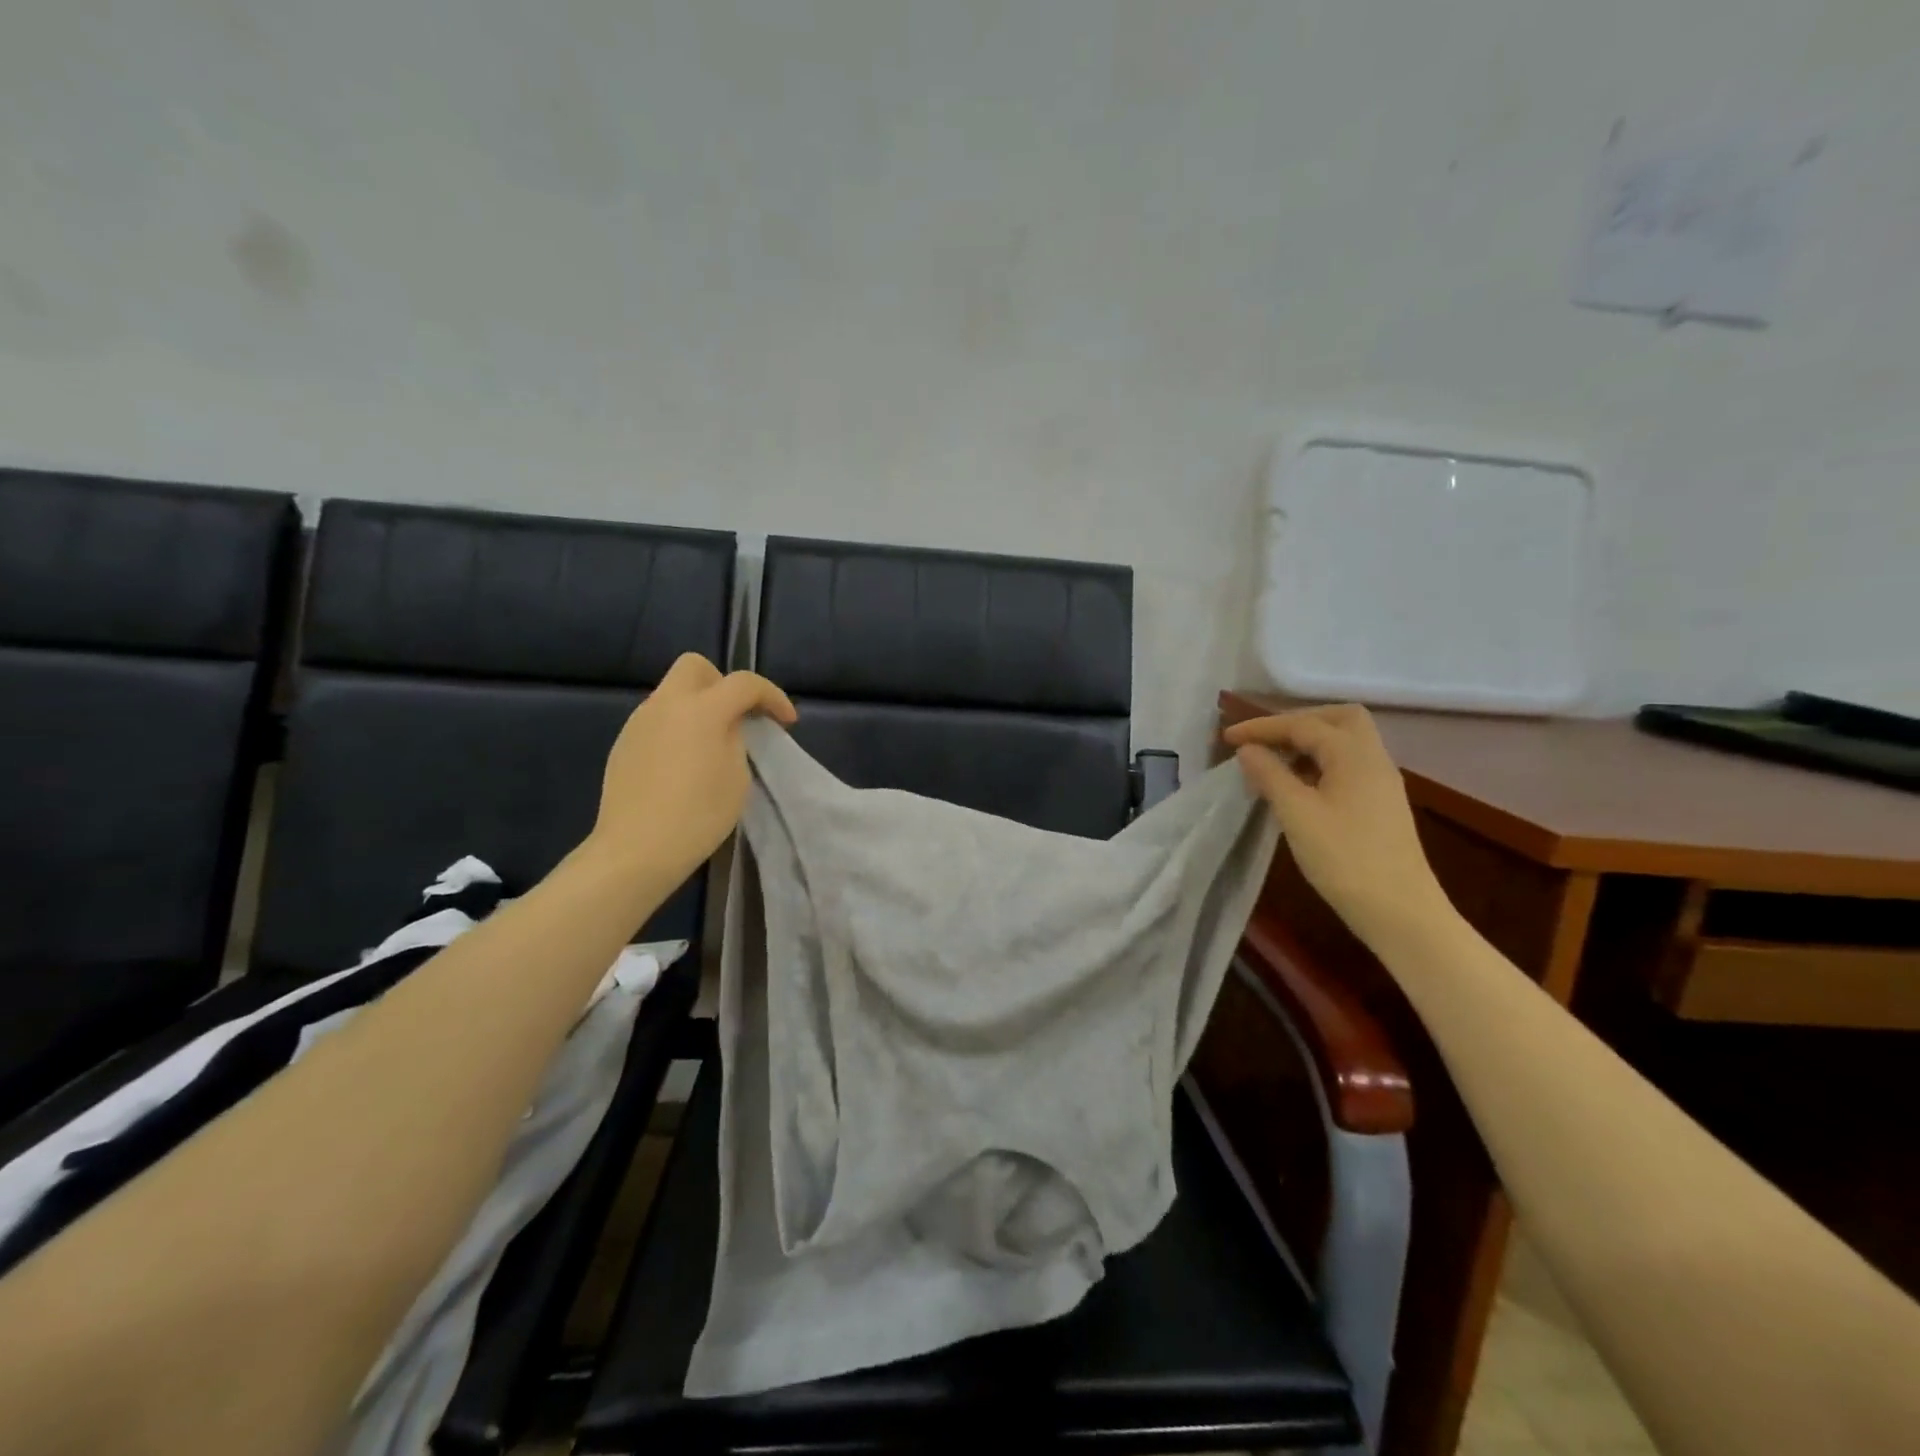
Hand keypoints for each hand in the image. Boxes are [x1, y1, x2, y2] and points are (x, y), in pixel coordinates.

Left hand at [587, 653, 796, 886]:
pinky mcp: (624, 743)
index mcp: (701, 709)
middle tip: (739, 716)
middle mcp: (665, 704)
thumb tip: (728, 726)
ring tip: (713, 743)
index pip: (744, 683)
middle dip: (723, 683)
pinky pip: (657, 719)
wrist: (636, 850)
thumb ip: (737, 738)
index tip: (787, 722)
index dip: (773, 696)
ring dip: (698, 705)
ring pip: (673, 693)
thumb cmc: (698, 815)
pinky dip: (678, 727)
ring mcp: (639, 722)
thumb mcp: (737, 776)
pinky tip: (684, 762)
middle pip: (695, 667)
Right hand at [1224, 704, 1452, 949]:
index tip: (1227, 738)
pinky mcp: (1380, 805)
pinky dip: (1319, 763)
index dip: (1263, 727)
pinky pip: (1347, 766)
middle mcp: (1373, 759)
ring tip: (1273, 761)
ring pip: (1345, 743)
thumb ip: (1270, 774)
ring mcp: (1381, 783)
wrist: (1399, 911)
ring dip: (1308, 742)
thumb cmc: (1344, 858)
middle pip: (1339, 720)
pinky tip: (1296, 785)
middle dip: (1297, 722)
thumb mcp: (1297, 813)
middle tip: (1263, 739)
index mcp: (1355, 755)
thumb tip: (1248, 750)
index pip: (1304, 725)